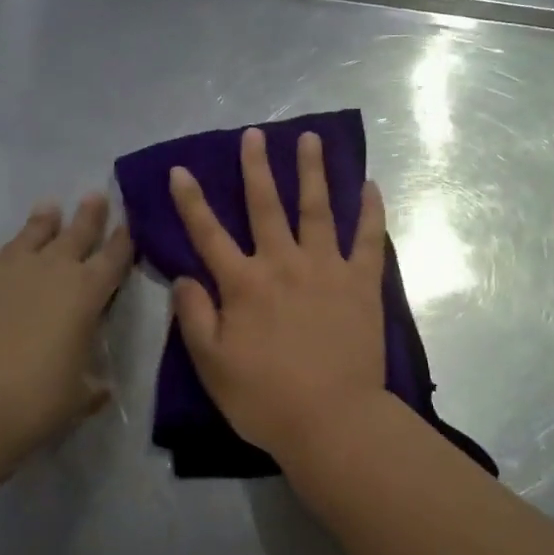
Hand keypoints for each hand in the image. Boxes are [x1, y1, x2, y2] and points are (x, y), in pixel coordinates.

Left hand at [0, 194, 132, 455]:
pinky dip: (8, 253)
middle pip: (76, 233)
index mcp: (87, 293)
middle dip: (90, 215)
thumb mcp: (76, 398)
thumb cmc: (32, 402)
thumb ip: (90, 386)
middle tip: (96, 195)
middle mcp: (50, 271)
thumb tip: (100, 389)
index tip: (131, 222)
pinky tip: (5, 256)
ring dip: (43, 222)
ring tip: (49, 207)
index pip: (115, 257)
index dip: (125, 240)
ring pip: (31, 235)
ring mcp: (5, 271)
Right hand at [169, 128, 387, 456]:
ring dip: (312, 172)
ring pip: (317, 209)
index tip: (181, 169)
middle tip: (255, 134)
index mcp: (244, 285)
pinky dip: (371, 211)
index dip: (192, 201)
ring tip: (310, 139)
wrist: (332, 420)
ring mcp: (327, 269)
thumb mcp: (212, 365)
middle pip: (267, 206)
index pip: (209, 234)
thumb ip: (195, 317)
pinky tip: (371, 185)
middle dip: (257, 168)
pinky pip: (369, 239)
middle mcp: (284, 264)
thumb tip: (184, 276)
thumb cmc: (265, 399)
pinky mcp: (362, 283)